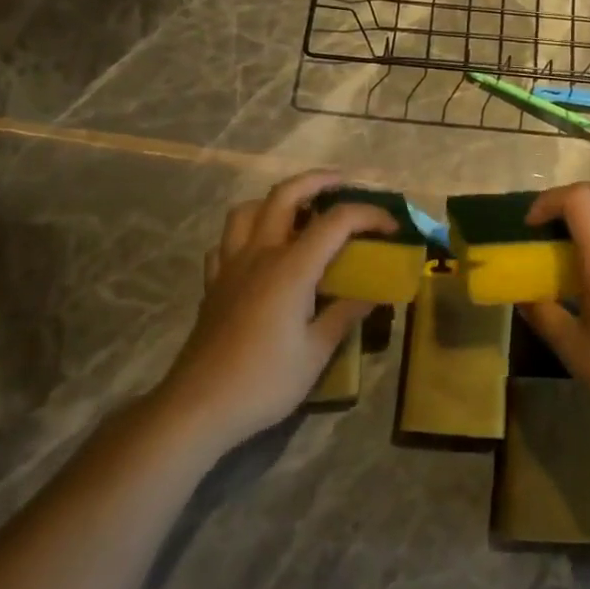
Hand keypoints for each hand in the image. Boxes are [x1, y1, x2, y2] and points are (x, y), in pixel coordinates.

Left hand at [159, 170, 395, 444]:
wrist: (197, 408)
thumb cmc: (263, 381)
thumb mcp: (316, 353)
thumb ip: (345, 314)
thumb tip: (374, 293)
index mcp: (291, 268)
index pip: (336, 221)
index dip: (369, 216)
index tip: (392, 228)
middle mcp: (260, 254)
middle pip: (285, 195)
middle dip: (318, 180)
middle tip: (343, 184)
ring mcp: (230, 266)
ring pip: (247, 209)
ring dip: (276, 201)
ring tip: (298, 212)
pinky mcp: (213, 284)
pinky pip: (226, 242)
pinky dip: (246, 234)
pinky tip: (260, 251)